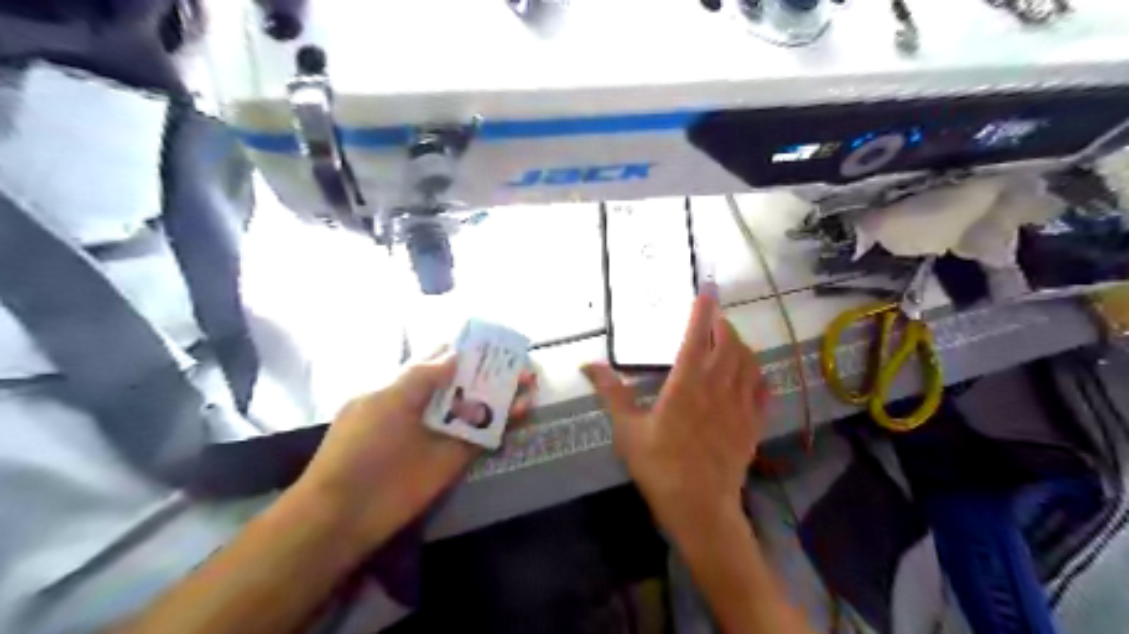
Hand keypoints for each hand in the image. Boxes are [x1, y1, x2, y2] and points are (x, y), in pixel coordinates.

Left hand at [294, 349, 533, 552]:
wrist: (351, 510)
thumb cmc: (362, 445)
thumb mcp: (386, 400)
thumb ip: (422, 375)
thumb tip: (455, 353)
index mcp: (403, 386)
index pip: (438, 360)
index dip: (463, 348)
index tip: (491, 339)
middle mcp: (427, 405)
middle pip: (464, 381)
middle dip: (491, 368)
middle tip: (520, 359)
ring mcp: (445, 431)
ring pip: (479, 405)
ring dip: (503, 392)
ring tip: (530, 380)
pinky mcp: (458, 455)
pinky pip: (486, 432)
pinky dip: (506, 420)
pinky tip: (524, 407)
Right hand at [582, 294, 767, 542]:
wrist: (700, 506)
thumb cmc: (659, 466)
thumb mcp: (627, 429)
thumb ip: (611, 393)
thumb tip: (588, 365)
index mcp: (686, 384)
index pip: (697, 335)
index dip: (703, 309)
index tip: (707, 289)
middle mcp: (717, 386)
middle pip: (728, 343)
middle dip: (723, 323)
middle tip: (714, 317)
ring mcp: (739, 404)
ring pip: (748, 361)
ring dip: (740, 344)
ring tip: (729, 340)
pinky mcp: (752, 423)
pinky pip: (762, 388)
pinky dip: (757, 374)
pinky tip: (751, 374)